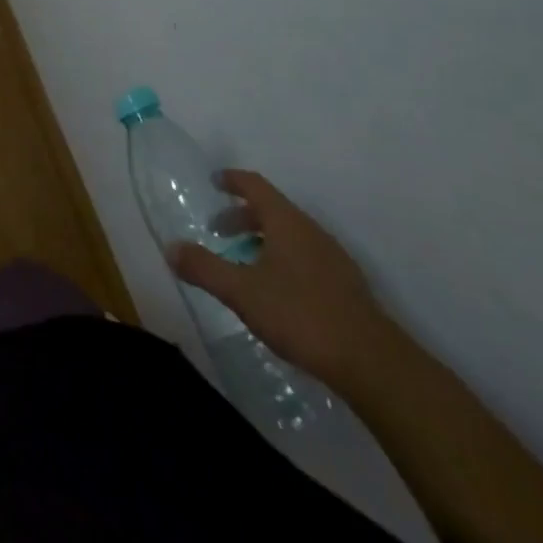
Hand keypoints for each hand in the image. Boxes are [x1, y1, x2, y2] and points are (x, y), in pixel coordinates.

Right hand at [168, 170, 391, 392]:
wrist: (371, 363)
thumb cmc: (300, 315)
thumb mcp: (241, 292)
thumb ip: (204, 268)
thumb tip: (171, 247)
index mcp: (286, 222)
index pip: (256, 185)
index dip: (232, 180)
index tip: (214, 181)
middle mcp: (310, 231)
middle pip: (272, 210)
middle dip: (242, 216)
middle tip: (218, 231)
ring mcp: (332, 258)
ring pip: (290, 235)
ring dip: (262, 239)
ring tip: (242, 262)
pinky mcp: (344, 286)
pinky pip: (304, 257)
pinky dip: (281, 259)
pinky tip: (274, 290)